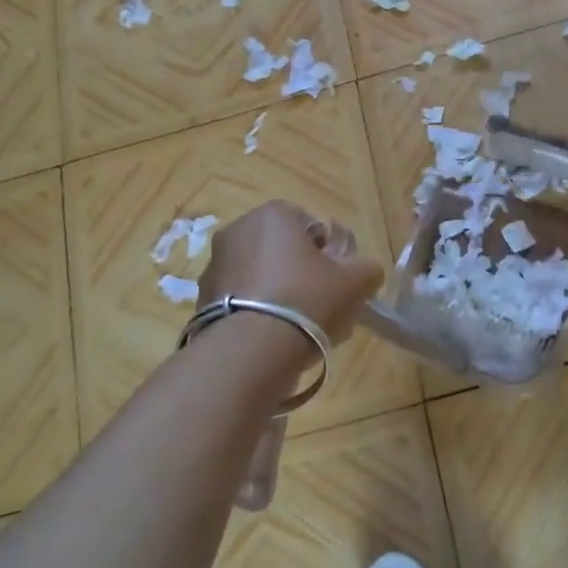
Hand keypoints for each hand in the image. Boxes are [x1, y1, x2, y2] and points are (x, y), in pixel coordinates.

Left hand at [199, 201, 382, 342]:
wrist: (249, 352)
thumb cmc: (307, 301)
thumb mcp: (357, 281)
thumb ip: (366, 267)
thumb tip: (361, 270)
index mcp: (274, 214)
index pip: (313, 228)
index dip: (330, 256)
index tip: (336, 283)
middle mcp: (239, 229)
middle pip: (284, 251)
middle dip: (303, 274)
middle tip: (321, 307)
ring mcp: (215, 264)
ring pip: (262, 276)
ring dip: (279, 294)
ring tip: (298, 330)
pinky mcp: (200, 299)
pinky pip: (241, 300)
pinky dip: (257, 313)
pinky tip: (273, 340)